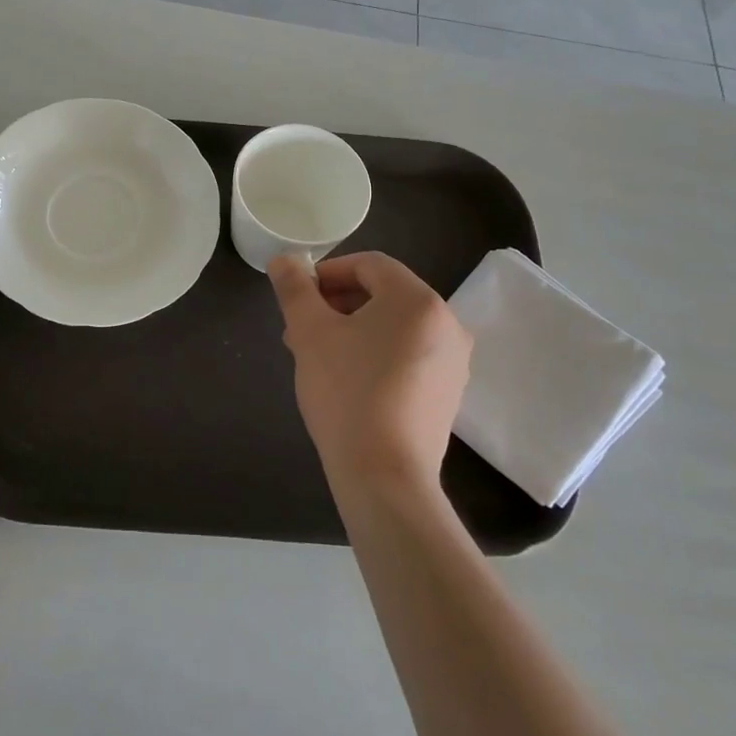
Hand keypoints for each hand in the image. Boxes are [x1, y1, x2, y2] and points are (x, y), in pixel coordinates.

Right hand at [268, 252, 471, 495]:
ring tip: (316, 355)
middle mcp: (447, 323)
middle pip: (384, 294)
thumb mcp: (310, 332)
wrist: (385, 476)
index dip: (328, 273)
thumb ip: (294, 289)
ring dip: (353, 329)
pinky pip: (408, 355)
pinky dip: (376, 353)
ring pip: (394, 327)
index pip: (369, 265)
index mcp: (418, 300)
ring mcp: (453, 361)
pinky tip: (346, 379)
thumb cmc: (346, 392)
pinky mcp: (448, 392)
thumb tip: (283, 260)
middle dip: (337, 304)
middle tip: (300, 328)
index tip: (298, 297)